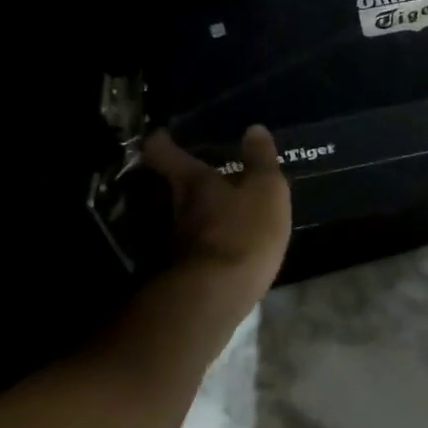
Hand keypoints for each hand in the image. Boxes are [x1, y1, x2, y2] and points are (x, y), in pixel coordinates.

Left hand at [140, 126, 292, 314]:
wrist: (214, 299)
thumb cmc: (242, 231)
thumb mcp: (265, 190)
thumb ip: (261, 160)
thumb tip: (254, 128)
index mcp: (192, 181)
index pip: (162, 152)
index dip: (161, 141)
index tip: (163, 134)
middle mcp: (173, 207)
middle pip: (168, 185)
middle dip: (181, 178)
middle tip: (200, 170)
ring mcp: (172, 242)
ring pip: (179, 216)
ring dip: (194, 212)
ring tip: (216, 209)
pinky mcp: (180, 272)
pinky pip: (190, 245)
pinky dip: (202, 241)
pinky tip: (220, 243)